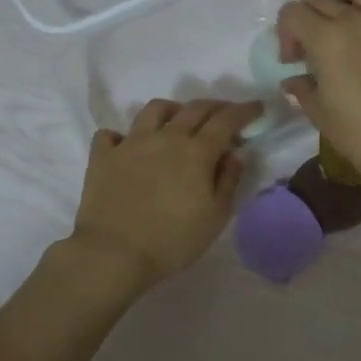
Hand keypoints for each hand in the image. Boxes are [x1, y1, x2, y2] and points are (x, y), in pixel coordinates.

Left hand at [68, 97, 263, 291]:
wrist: (113, 254)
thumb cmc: (173, 240)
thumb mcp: (215, 216)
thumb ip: (229, 179)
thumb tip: (237, 152)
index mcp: (197, 151)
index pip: (227, 120)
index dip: (245, 110)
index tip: (257, 107)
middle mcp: (166, 137)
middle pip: (194, 108)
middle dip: (215, 106)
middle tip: (225, 114)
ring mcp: (131, 143)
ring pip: (155, 109)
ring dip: (173, 110)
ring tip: (178, 122)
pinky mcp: (103, 156)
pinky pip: (111, 134)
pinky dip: (122, 136)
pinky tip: (128, 146)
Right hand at [276, 0, 360, 185]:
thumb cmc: (356, 132)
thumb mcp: (318, 111)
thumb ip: (302, 88)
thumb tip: (293, 80)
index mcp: (326, 37)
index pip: (293, 12)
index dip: (285, 33)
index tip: (293, 60)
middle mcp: (355, 17)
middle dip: (307, 19)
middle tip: (312, 48)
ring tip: (343, 20)